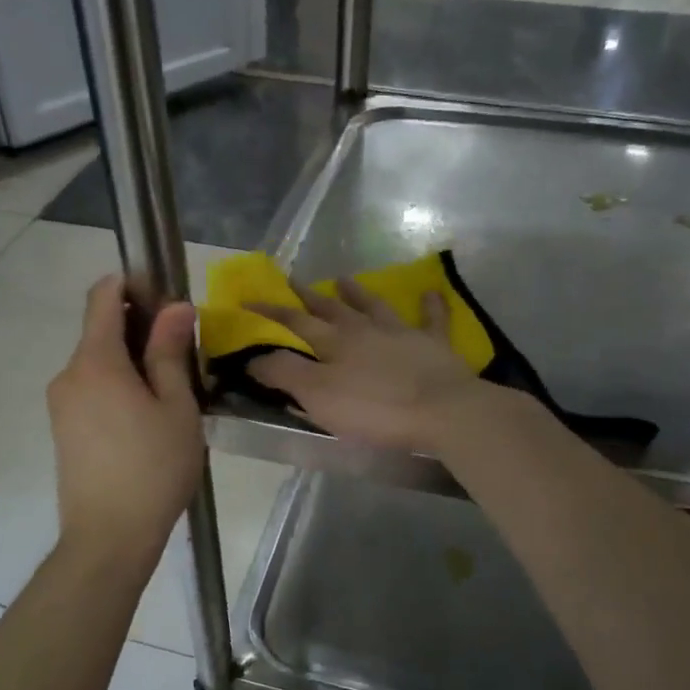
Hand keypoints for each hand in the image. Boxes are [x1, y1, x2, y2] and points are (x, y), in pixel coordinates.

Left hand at [48, 276, 204, 562]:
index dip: (131, 285)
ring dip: (130, 365)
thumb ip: (170, 353)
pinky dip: (116, 389)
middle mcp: (68, 375)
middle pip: (100, 332)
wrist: (108, 538)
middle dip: (139, 332)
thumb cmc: (153, 469)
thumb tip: (175, 307)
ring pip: (97, 365)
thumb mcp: (176, 408)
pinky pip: (90, 392)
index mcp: (95, 362)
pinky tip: (145, 422)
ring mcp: (60, 404)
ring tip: (169, 397)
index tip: (165, 298)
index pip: (102, 297)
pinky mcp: (62, 430)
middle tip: (182, 358)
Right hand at [245, 278, 500, 453]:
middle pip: (332, 309)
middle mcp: (365, 330)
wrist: (441, 410)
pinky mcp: (435, 346)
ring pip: (375, 307)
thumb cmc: (374, 408)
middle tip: (293, 281)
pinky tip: (430, 292)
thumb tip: (253, 356)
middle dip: (309, 297)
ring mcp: (402, 334)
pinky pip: (432, 319)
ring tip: (344, 279)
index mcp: (334, 343)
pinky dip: (430, 306)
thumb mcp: (318, 396)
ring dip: (358, 293)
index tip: (248, 300)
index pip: (295, 323)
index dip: (270, 312)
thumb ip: (285, 374)